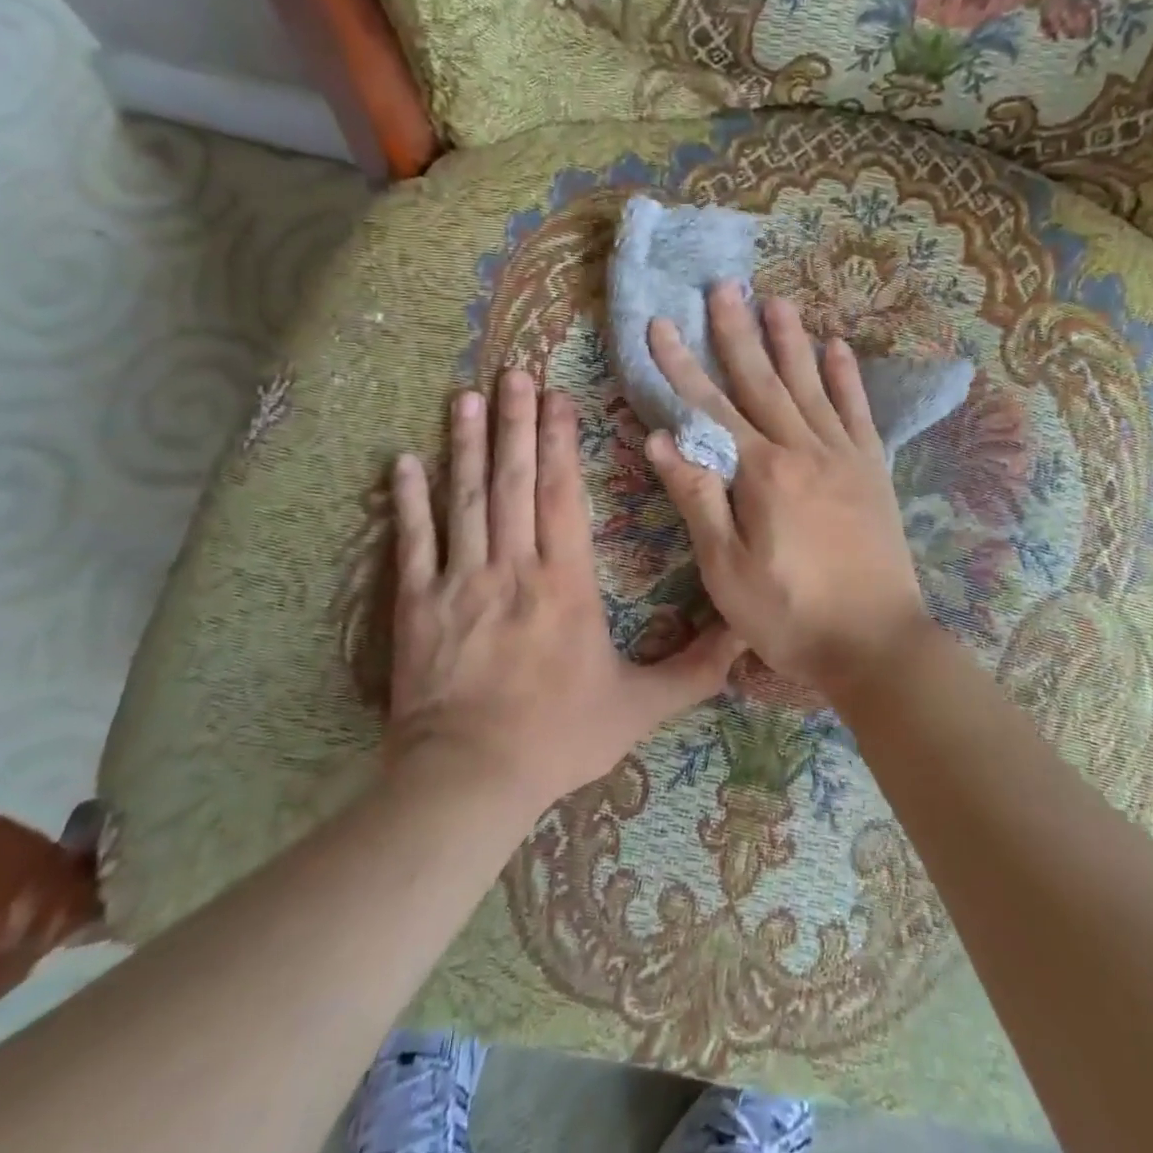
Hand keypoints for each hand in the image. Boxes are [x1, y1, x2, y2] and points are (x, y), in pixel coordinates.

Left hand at [386, 370, 742, 810]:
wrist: (470, 779)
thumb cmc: (559, 739)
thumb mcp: (641, 707)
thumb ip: (696, 669)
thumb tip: (748, 634)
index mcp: (565, 583)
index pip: (562, 495)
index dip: (559, 441)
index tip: (558, 398)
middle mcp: (513, 567)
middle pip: (514, 481)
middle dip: (516, 423)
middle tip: (514, 373)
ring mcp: (460, 582)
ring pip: (466, 499)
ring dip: (467, 444)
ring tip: (468, 397)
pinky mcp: (418, 605)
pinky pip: (413, 543)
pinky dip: (408, 501)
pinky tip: (404, 461)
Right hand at [644, 283, 933, 690]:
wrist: (877, 643)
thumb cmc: (790, 615)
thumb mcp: (727, 570)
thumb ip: (698, 498)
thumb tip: (660, 439)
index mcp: (762, 473)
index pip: (710, 407)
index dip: (680, 366)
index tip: (660, 326)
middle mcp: (803, 450)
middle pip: (762, 380)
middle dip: (736, 332)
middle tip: (722, 286)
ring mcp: (844, 456)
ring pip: (810, 384)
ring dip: (790, 340)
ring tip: (776, 300)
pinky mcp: (872, 471)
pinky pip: (857, 412)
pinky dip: (846, 377)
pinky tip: (837, 347)